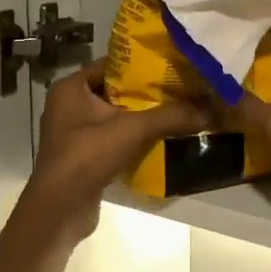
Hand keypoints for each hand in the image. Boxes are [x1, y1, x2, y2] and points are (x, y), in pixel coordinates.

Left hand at [20, 63, 208, 241]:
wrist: (60, 207)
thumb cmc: (89, 155)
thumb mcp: (134, 129)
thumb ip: (171, 116)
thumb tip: (210, 108)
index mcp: (71, 87)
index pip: (110, 64)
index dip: (141, 64)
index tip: (171, 66)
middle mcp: (67, 105)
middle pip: (113, 90)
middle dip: (145, 92)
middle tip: (179, 90)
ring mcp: (71, 132)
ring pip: (112, 116)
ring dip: (139, 117)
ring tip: (174, 113)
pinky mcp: (80, 156)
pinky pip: (109, 138)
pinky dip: (130, 138)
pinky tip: (157, 140)